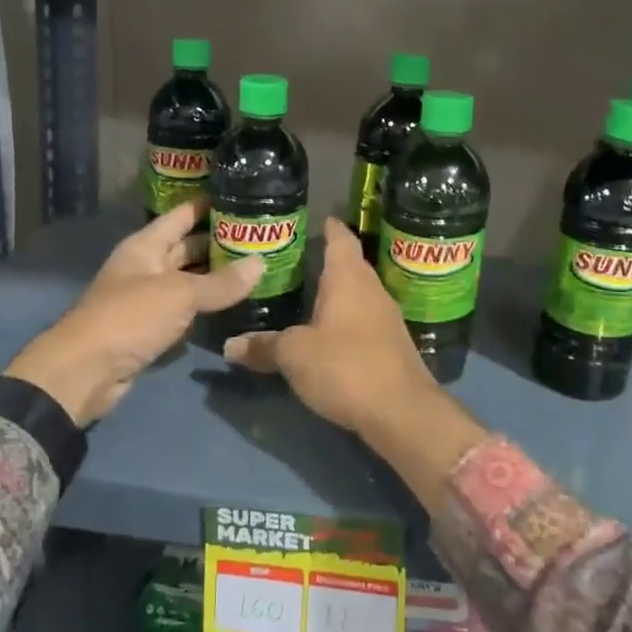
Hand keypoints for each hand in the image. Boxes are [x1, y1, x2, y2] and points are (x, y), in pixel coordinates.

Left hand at [4, 200, 261, 426]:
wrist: (84, 372)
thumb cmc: (129, 318)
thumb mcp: (179, 294)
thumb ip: (221, 282)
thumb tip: (260, 263)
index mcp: (145, 246)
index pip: (182, 215)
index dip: (208, 204)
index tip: (243, 197)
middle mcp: (146, 266)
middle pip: (186, 247)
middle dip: (219, 242)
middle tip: (261, 238)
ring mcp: (147, 299)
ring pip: (188, 280)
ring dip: (216, 276)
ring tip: (256, 268)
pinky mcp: (150, 329)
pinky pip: (184, 310)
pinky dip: (206, 306)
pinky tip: (234, 304)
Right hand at [222, 217, 439, 437]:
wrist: (402, 412)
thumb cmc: (345, 366)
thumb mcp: (294, 355)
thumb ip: (263, 346)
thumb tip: (230, 345)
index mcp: (349, 278)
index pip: (340, 238)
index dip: (327, 226)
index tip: (313, 219)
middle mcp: (372, 289)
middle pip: (349, 265)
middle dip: (325, 261)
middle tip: (293, 260)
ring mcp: (386, 318)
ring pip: (357, 294)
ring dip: (336, 293)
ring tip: (305, 294)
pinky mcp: (391, 345)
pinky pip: (363, 319)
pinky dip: (344, 319)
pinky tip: (327, 332)